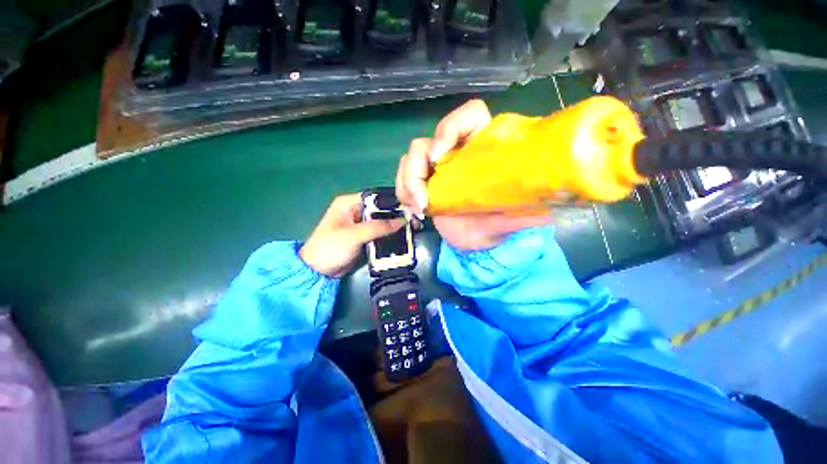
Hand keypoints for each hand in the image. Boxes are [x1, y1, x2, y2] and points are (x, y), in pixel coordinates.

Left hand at [300, 194, 404, 277]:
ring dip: (392, 226)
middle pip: (379, 209)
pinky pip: (379, 232)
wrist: (318, 272)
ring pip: (381, 221)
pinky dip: (387, 235)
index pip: (375, 197)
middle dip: (394, 215)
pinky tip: (399, 237)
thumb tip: (401, 221)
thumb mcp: (354, 235)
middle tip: (411, 221)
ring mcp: (359, 224)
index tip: (407, 209)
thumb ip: (378, 227)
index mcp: (348, 203)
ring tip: (409, 229)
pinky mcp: (363, 236)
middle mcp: (355, 210)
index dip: (391, 202)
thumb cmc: (331, 248)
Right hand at [395, 99, 551, 250]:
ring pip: (412, 158)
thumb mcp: (509, 222)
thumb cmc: (492, 229)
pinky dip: (402, 191)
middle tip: (422, 196)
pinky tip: (412, 211)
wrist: (473, 245)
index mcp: (483, 149)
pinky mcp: (423, 184)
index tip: (441, 155)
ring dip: (407, 182)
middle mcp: (458, 153)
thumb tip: (551, 209)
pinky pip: (404, 177)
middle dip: (417, 166)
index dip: (451, 127)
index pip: (469, 116)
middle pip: (429, 140)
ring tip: (417, 209)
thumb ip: (524, 215)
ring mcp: (437, 169)